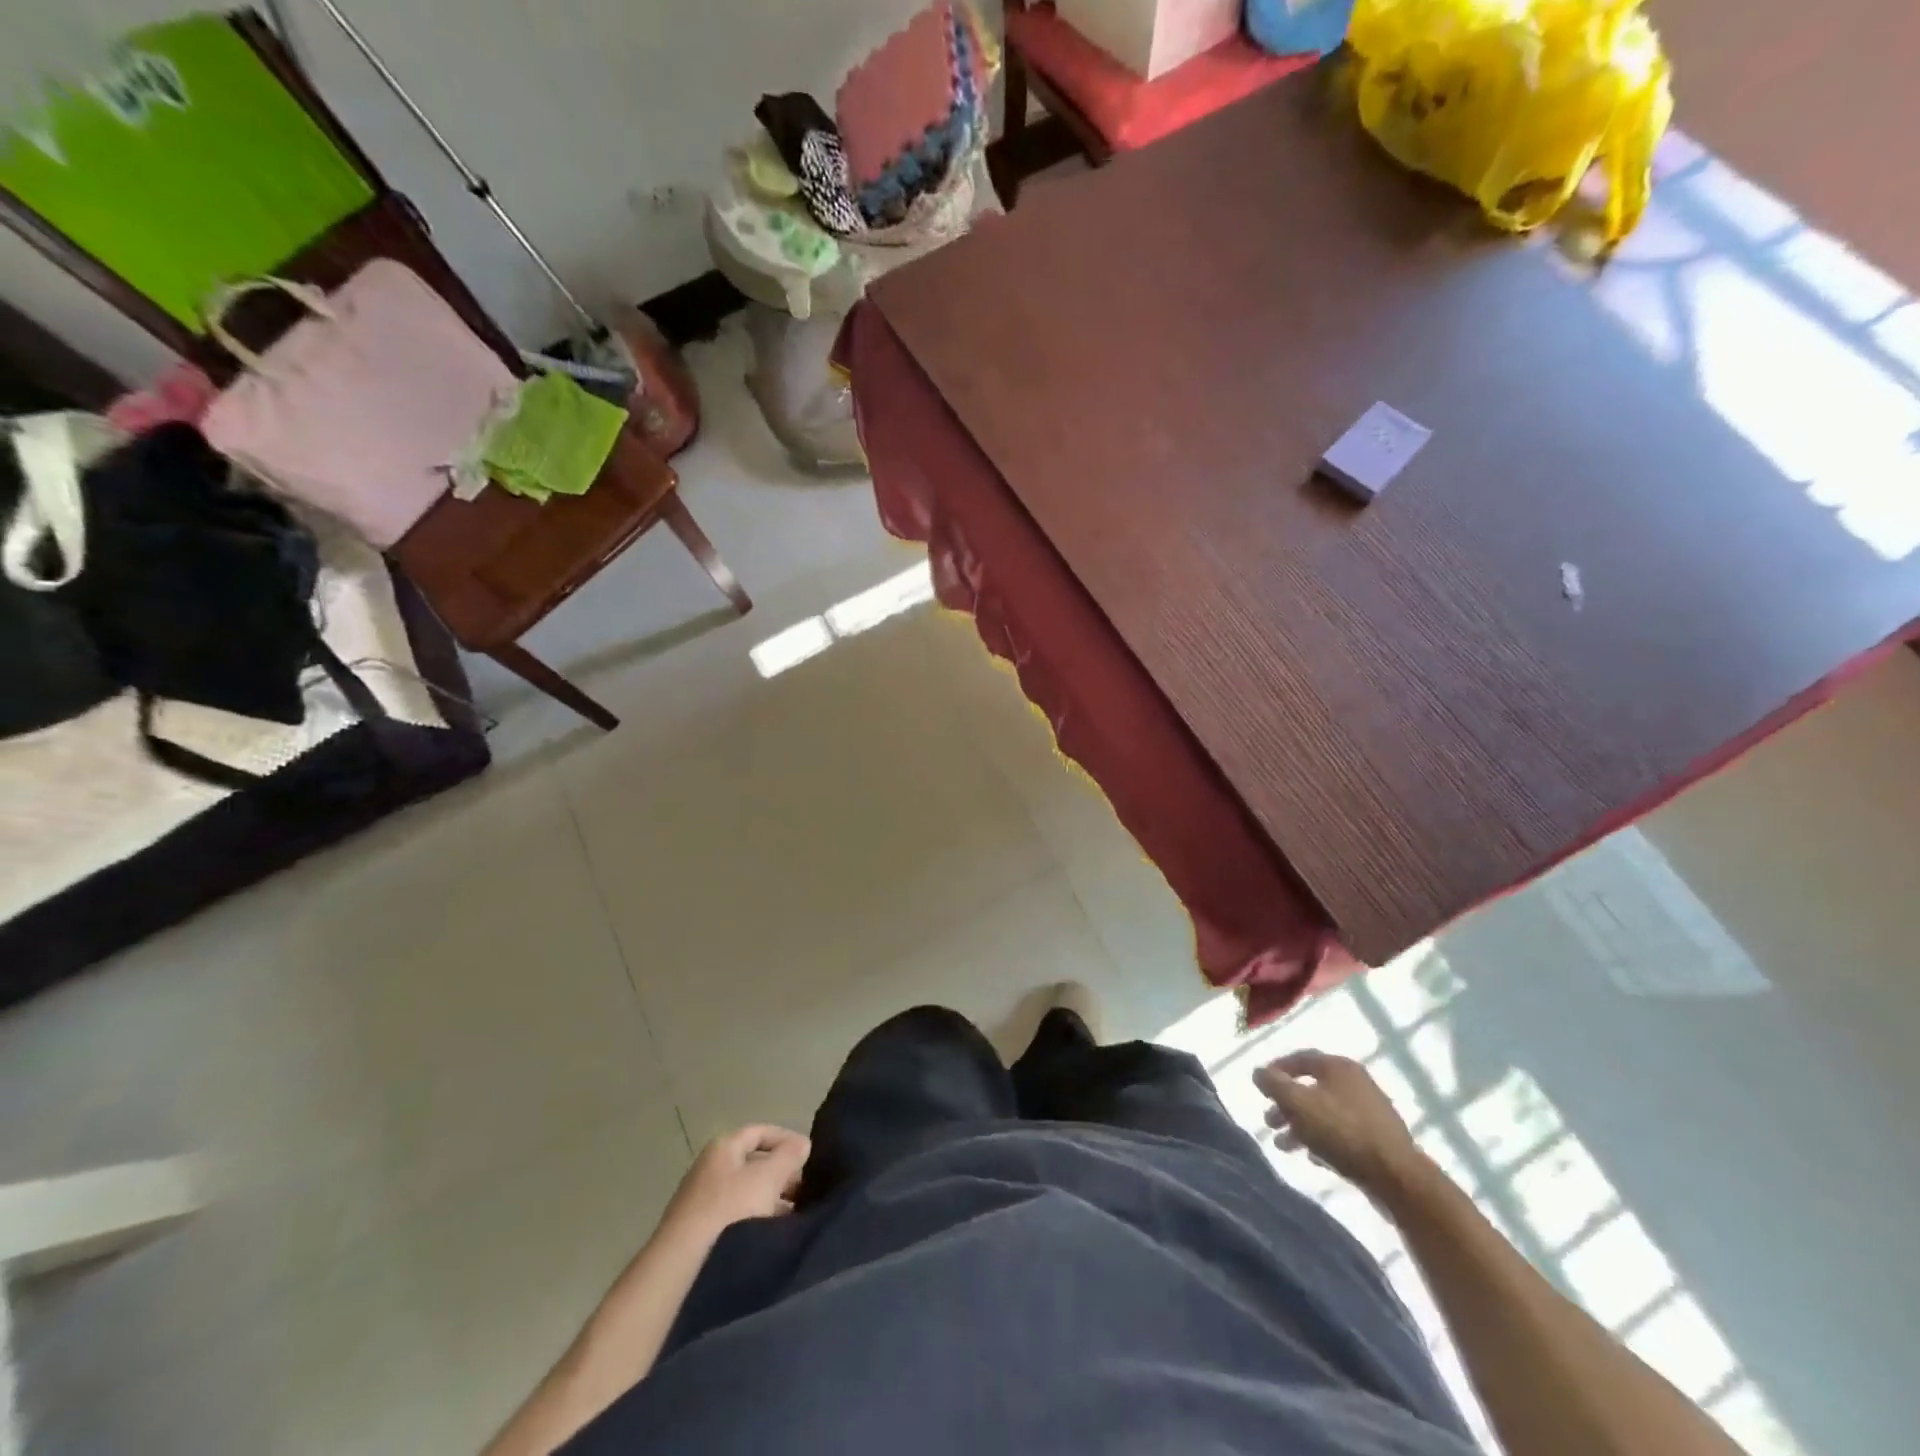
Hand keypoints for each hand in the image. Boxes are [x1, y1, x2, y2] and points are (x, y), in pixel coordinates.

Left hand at [662, 1125, 810, 1242]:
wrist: (684, 1263)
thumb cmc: (731, 1209)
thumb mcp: (768, 1177)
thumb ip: (789, 1156)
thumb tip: (802, 1143)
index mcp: (723, 1147)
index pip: (759, 1132)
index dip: (785, 1138)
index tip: (808, 1155)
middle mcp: (709, 1167)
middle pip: (753, 1162)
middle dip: (780, 1173)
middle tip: (804, 1188)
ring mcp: (701, 1200)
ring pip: (745, 1191)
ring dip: (770, 1199)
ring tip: (794, 1215)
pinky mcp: (699, 1230)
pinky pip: (735, 1215)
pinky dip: (755, 1218)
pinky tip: (770, 1234)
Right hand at [1254, 1050, 1424, 1196]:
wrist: (1396, 1176)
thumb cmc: (1341, 1131)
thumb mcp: (1297, 1103)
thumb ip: (1273, 1084)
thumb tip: (1259, 1072)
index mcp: (1338, 1067)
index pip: (1300, 1058)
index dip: (1276, 1070)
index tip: (1260, 1086)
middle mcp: (1356, 1082)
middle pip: (1311, 1088)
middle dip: (1286, 1105)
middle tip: (1269, 1121)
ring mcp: (1370, 1111)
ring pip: (1325, 1113)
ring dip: (1300, 1126)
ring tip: (1283, 1145)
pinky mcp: (1378, 1139)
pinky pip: (1341, 1133)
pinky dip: (1322, 1139)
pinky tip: (1311, 1156)